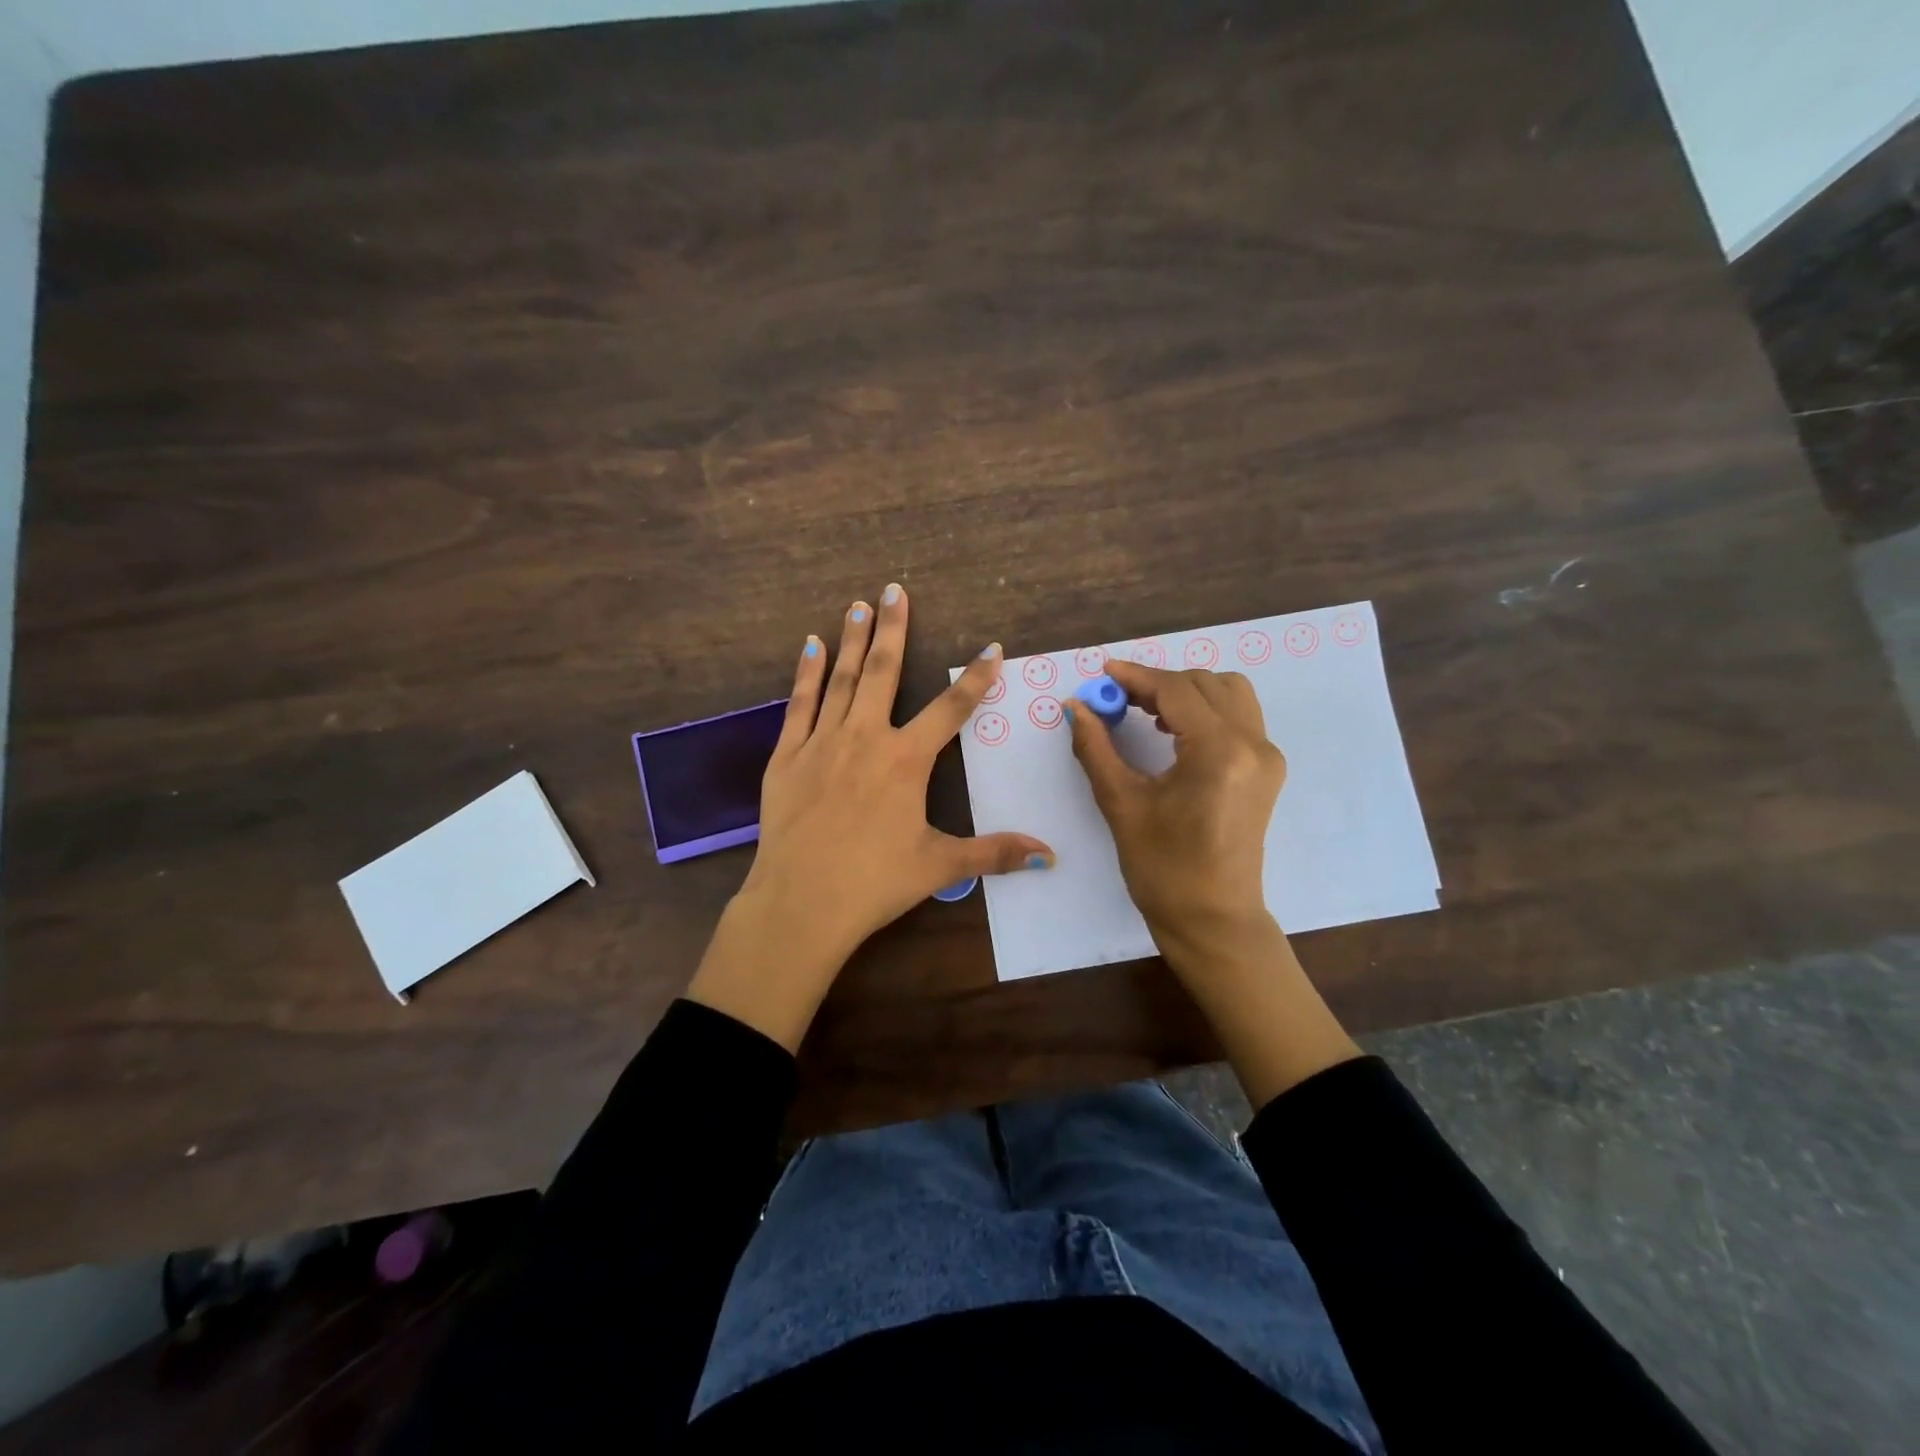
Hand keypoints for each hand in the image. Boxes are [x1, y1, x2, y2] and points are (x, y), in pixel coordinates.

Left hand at [687, 585, 1052, 1050]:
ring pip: (840, 680)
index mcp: (906, 761)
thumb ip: (993, 853)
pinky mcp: (787, 757)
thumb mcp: (939, 867)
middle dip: (894, 629)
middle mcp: (865, 738)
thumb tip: (1049, 857)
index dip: (976, 678)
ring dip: (852, 640)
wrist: (800, 903)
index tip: (993, 648)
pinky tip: (810, 646)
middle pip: (884, 673)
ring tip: (858, 605)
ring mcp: (822, 743)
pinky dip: (805, 673)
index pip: (951, 709)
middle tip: (894, 590)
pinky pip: (799, 704)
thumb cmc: (874, 883)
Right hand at [1067, 661, 1358, 1103]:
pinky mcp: (1267, 769)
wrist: (1213, 920)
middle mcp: (1253, 744)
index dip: (1135, 676)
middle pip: (1205, 683)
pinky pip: (1238, 716)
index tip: (1102, 673)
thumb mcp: (1122, 804)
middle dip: (1158, 682)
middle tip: (1117, 698)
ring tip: (1145, 711)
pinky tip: (1171, 730)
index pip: (1176, 690)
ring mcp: (1267, 756)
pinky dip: (1205, 709)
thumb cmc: (1163, 869)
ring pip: (1229, 692)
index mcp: (1219, 752)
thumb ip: (1096, 748)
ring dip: (1186, 691)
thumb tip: (1074, 706)